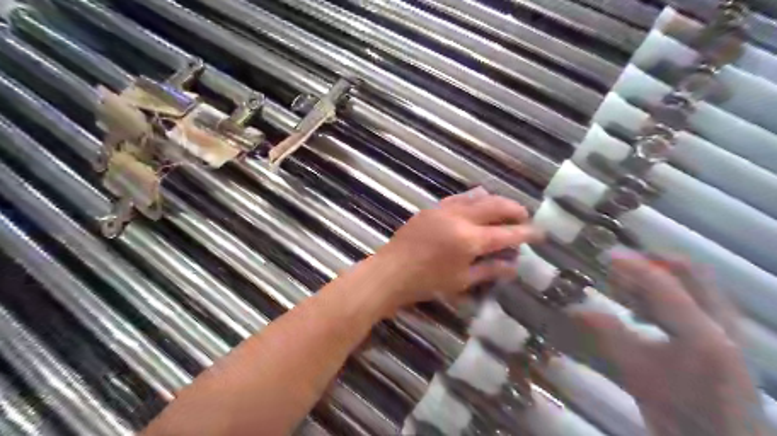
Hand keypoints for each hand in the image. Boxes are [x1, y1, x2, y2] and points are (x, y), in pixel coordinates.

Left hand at [367, 187, 540, 316]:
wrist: (391, 272)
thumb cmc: (426, 282)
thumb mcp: (461, 281)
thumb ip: (490, 270)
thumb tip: (514, 266)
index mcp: (470, 240)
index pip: (507, 233)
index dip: (526, 233)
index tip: (540, 233)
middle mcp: (460, 218)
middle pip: (496, 205)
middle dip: (515, 209)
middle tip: (524, 218)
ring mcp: (445, 209)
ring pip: (478, 196)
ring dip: (496, 201)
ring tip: (504, 211)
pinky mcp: (433, 207)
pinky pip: (460, 197)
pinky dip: (474, 199)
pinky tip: (478, 205)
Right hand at [575, 255, 762, 435]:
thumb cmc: (681, 414)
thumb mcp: (638, 374)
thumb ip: (608, 335)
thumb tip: (573, 307)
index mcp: (702, 332)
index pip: (662, 282)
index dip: (631, 265)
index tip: (603, 256)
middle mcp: (721, 322)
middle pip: (690, 271)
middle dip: (652, 262)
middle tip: (618, 266)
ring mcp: (727, 328)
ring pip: (695, 283)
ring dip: (659, 277)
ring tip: (625, 286)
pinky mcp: (724, 337)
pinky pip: (697, 298)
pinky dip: (667, 294)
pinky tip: (642, 311)